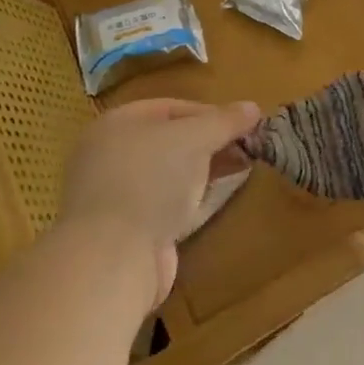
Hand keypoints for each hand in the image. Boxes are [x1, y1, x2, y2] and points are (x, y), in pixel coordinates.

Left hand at [60, 98, 259, 304]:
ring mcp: (115, 195)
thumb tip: (253, 107)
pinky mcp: (126, 230)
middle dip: (210, 143)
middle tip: (246, 149)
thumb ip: (225, 121)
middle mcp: (110, 155)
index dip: (210, 113)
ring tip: (239, 171)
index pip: (171, 108)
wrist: (113, 257)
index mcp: (117, 124)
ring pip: (169, 174)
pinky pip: (165, 204)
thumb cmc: (150, 180)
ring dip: (203, 171)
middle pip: (169, 140)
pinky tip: (212, 201)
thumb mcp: (195, 138)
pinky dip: (190, 200)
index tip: (243, 126)